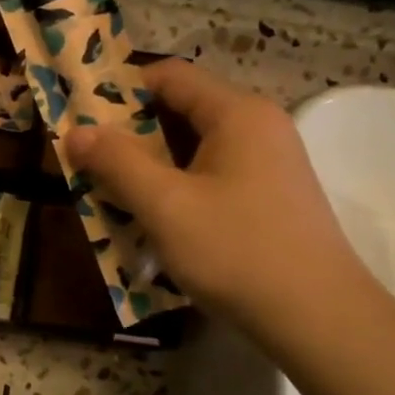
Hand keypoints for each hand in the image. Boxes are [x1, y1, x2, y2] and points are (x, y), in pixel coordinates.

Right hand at [62, 60, 368, 341]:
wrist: (318, 318)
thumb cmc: (236, 251)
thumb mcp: (165, 205)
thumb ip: (117, 162)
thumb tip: (75, 132)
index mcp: (238, 114)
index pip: (171, 76)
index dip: (121, 89)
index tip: (82, 117)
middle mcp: (258, 128)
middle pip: (183, 112)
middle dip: (131, 135)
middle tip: (88, 162)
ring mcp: (270, 165)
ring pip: (195, 151)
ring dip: (151, 168)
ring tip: (111, 194)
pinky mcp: (271, 199)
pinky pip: (213, 178)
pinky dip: (178, 190)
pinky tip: (154, 221)